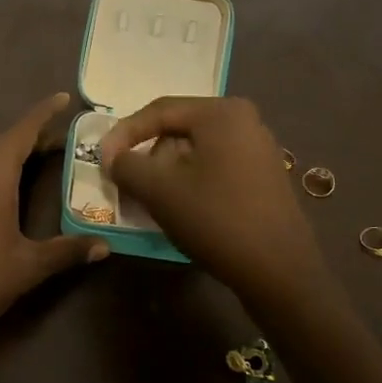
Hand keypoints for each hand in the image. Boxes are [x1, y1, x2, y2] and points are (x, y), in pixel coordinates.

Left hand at [0, 92, 107, 353]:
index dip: (44, 113)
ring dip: (4, 152)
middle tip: (56, 143)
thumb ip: (68, 251)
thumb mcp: (29, 265)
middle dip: (30, 137)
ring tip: (28, 162)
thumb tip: (105, 247)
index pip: (24, 130)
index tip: (62, 98)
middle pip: (2, 140)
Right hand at [101, 96, 325, 302]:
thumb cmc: (216, 220)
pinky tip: (181, 208)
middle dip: (147, 154)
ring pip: (196, 151)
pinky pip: (215, 167)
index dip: (123, 134)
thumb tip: (113, 159)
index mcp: (221, 113)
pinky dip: (191, 181)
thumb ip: (127, 166)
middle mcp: (245, 121)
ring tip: (150, 199)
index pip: (159, 111)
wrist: (279, 271)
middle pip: (178, 129)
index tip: (102, 160)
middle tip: (125, 180)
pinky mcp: (264, 177)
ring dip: (167, 171)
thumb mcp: (159, 190)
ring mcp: (259, 149)